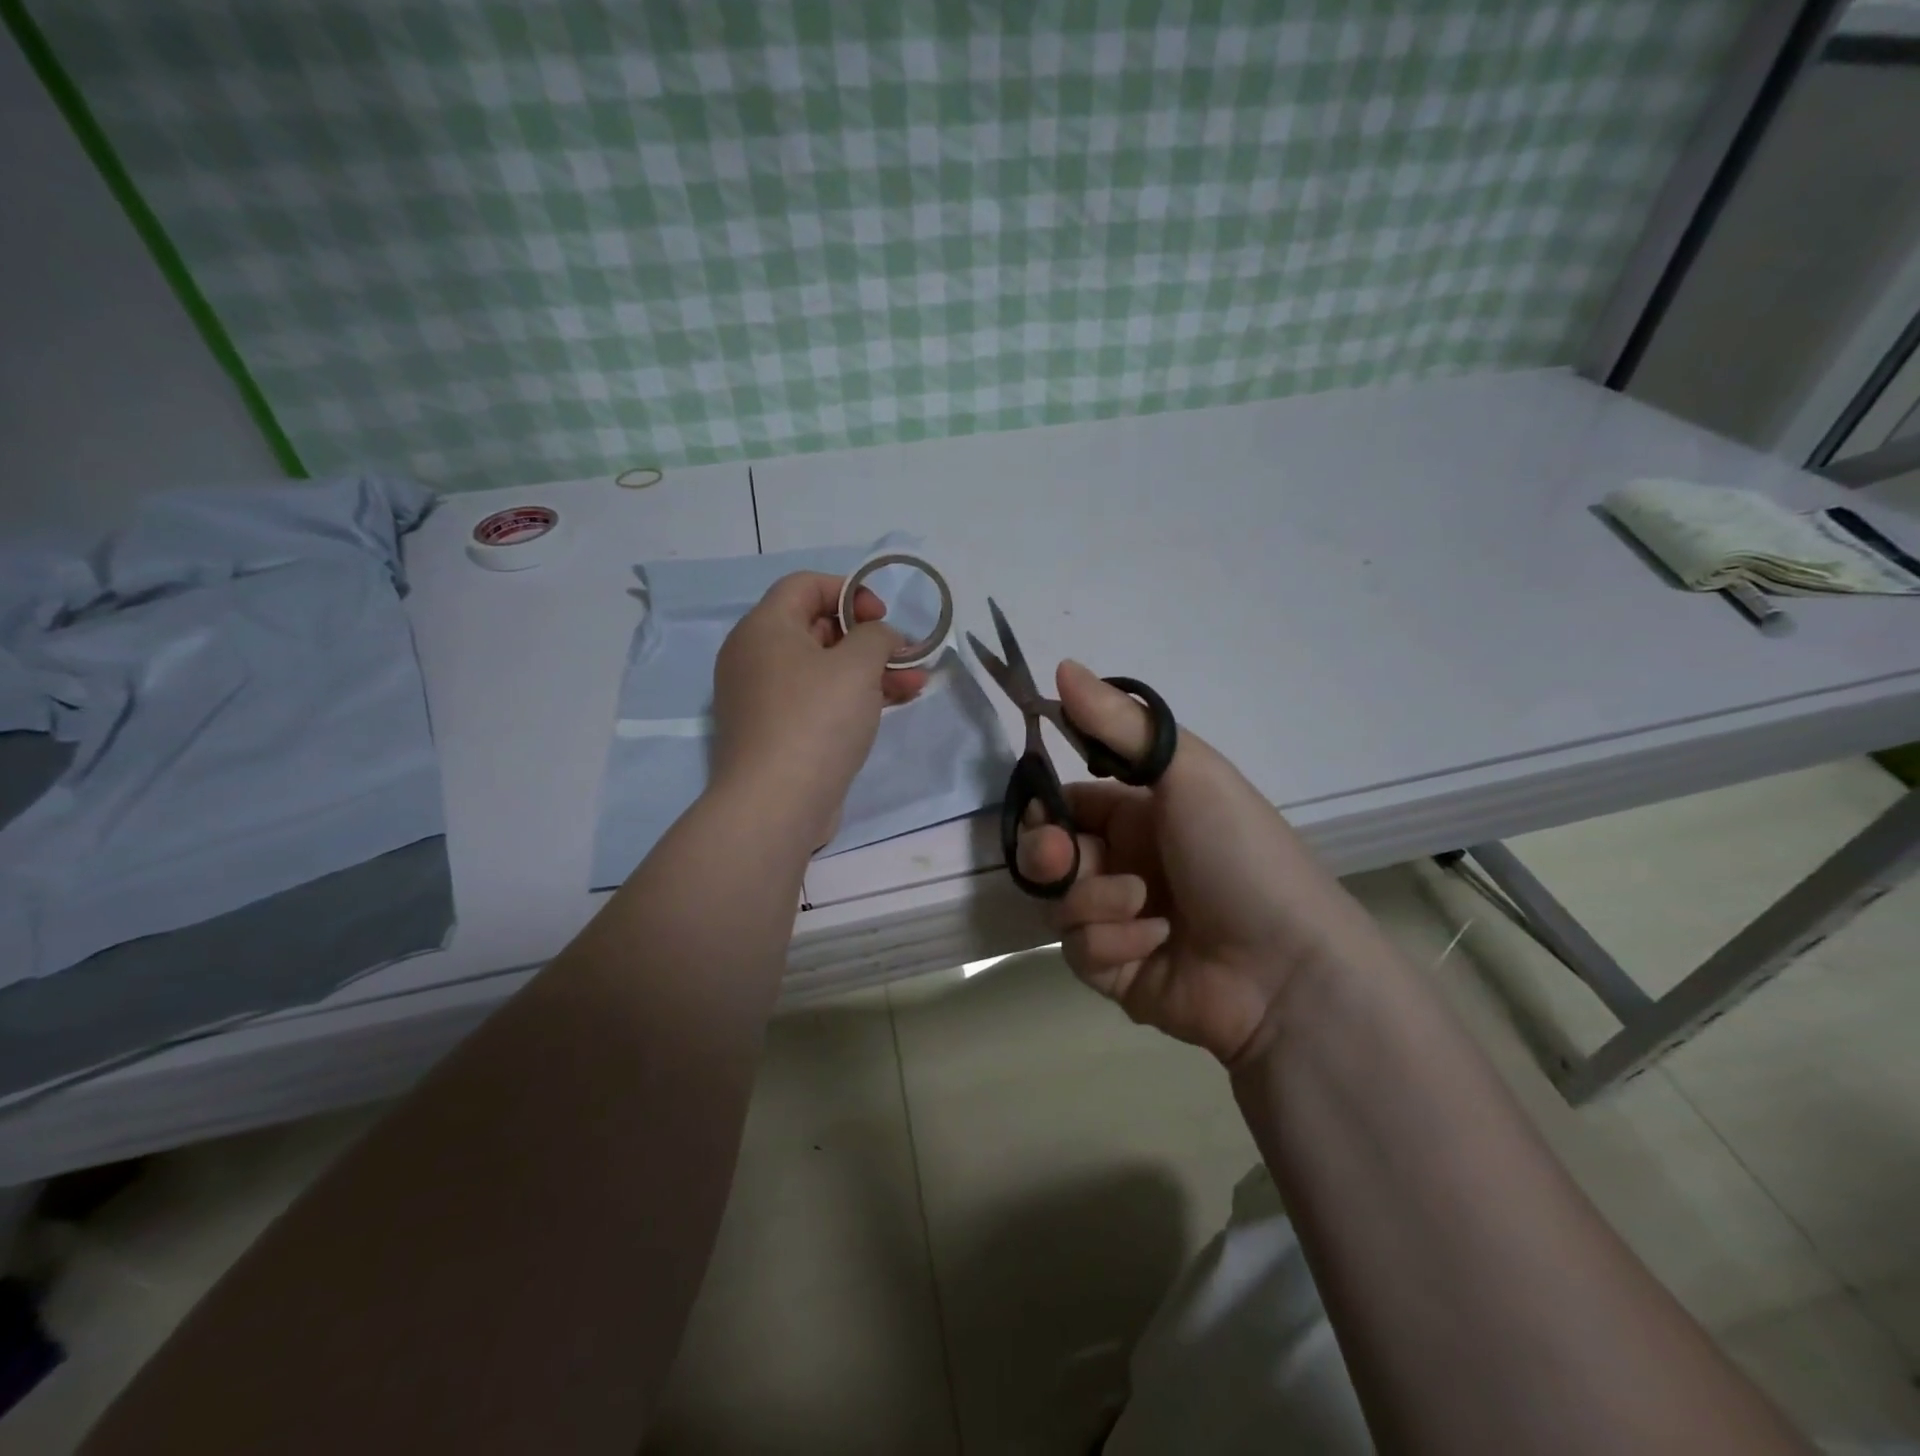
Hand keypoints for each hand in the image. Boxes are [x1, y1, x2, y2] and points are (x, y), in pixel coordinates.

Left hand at [711, 572, 926, 847]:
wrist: (776, 804)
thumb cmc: (816, 720)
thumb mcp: (857, 665)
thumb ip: (876, 636)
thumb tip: (879, 636)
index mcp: (763, 629)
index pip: (805, 585)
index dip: (849, 590)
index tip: (882, 617)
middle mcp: (755, 658)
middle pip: (816, 627)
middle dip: (868, 636)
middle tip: (903, 652)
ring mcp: (764, 699)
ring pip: (823, 669)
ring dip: (871, 670)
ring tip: (917, 681)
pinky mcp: (777, 733)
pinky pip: (818, 700)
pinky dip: (853, 697)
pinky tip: (894, 704)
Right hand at [1017, 662, 1381, 1066]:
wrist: (1288, 967)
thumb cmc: (1239, 854)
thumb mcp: (1188, 773)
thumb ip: (1120, 723)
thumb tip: (1062, 666)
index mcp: (1139, 815)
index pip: (1068, 805)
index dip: (1044, 807)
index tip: (1041, 811)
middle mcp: (1124, 864)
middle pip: (1050, 856)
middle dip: (1048, 855)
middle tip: (1061, 859)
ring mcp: (1119, 920)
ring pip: (1060, 904)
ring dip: (1094, 901)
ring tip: (1143, 906)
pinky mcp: (1117, 971)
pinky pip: (1079, 950)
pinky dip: (1112, 943)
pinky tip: (1156, 942)